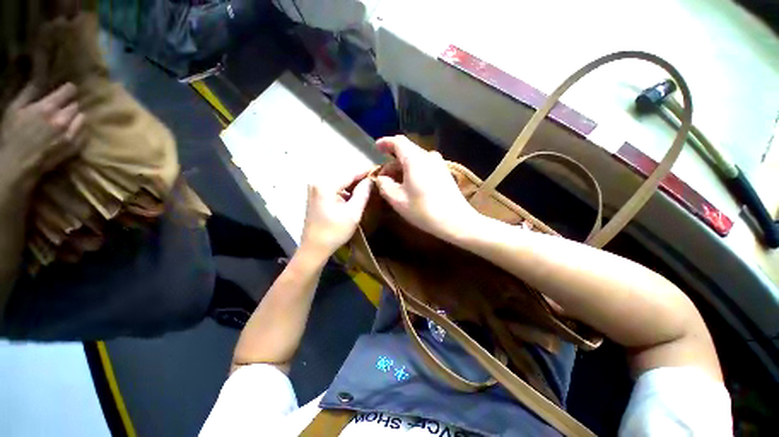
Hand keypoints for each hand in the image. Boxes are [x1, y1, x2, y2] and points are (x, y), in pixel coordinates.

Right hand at [0, 83, 84, 185]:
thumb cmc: (11, 135)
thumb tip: (41, 78)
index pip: (69, 91)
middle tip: (63, 107)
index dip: (69, 89)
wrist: (17, 165)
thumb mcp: (15, 108)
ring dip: (76, 117)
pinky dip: (80, 130)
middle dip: (70, 105)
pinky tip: (72, 131)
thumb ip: (30, 92)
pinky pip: (85, 134)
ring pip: (82, 118)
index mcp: (47, 108)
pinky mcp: (75, 148)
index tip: (67, 90)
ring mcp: (70, 135)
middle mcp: (62, 120)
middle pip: (76, 105)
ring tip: (67, 119)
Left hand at [299, 170, 372, 260]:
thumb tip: (371, 180)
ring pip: (339, 180)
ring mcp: (315, 188)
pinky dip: (345, 189)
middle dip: (359, 177)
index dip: (365, 171)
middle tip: (375, 180)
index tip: (379, 170)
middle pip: (343, 175)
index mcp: (326, 185)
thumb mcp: (353, 214)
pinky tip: (355, 193)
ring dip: (353, 183)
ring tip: (368, 186)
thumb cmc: (334, 232)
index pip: (350, 173)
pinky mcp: (315, 194)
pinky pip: (334, 186)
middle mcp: (317, 182)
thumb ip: (362, 194)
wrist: (314, 248)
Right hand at [375, 136, 481, 239]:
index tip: (377, 147)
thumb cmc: (424, 210)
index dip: (386, 143)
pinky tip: (410, 184)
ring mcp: (439, 164)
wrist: (456, 221)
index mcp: (415, 159)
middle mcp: (428, 156)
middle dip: (392, 161)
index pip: (398, 142)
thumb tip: (382, 178)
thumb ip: (385, 185)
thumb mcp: (398, 200)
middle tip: (383, 176)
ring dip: (403, 167)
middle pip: (407, 151)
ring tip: (395, 182)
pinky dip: (413, 170)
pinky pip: (424, 165)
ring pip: (416, 159)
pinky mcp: (444, 172)